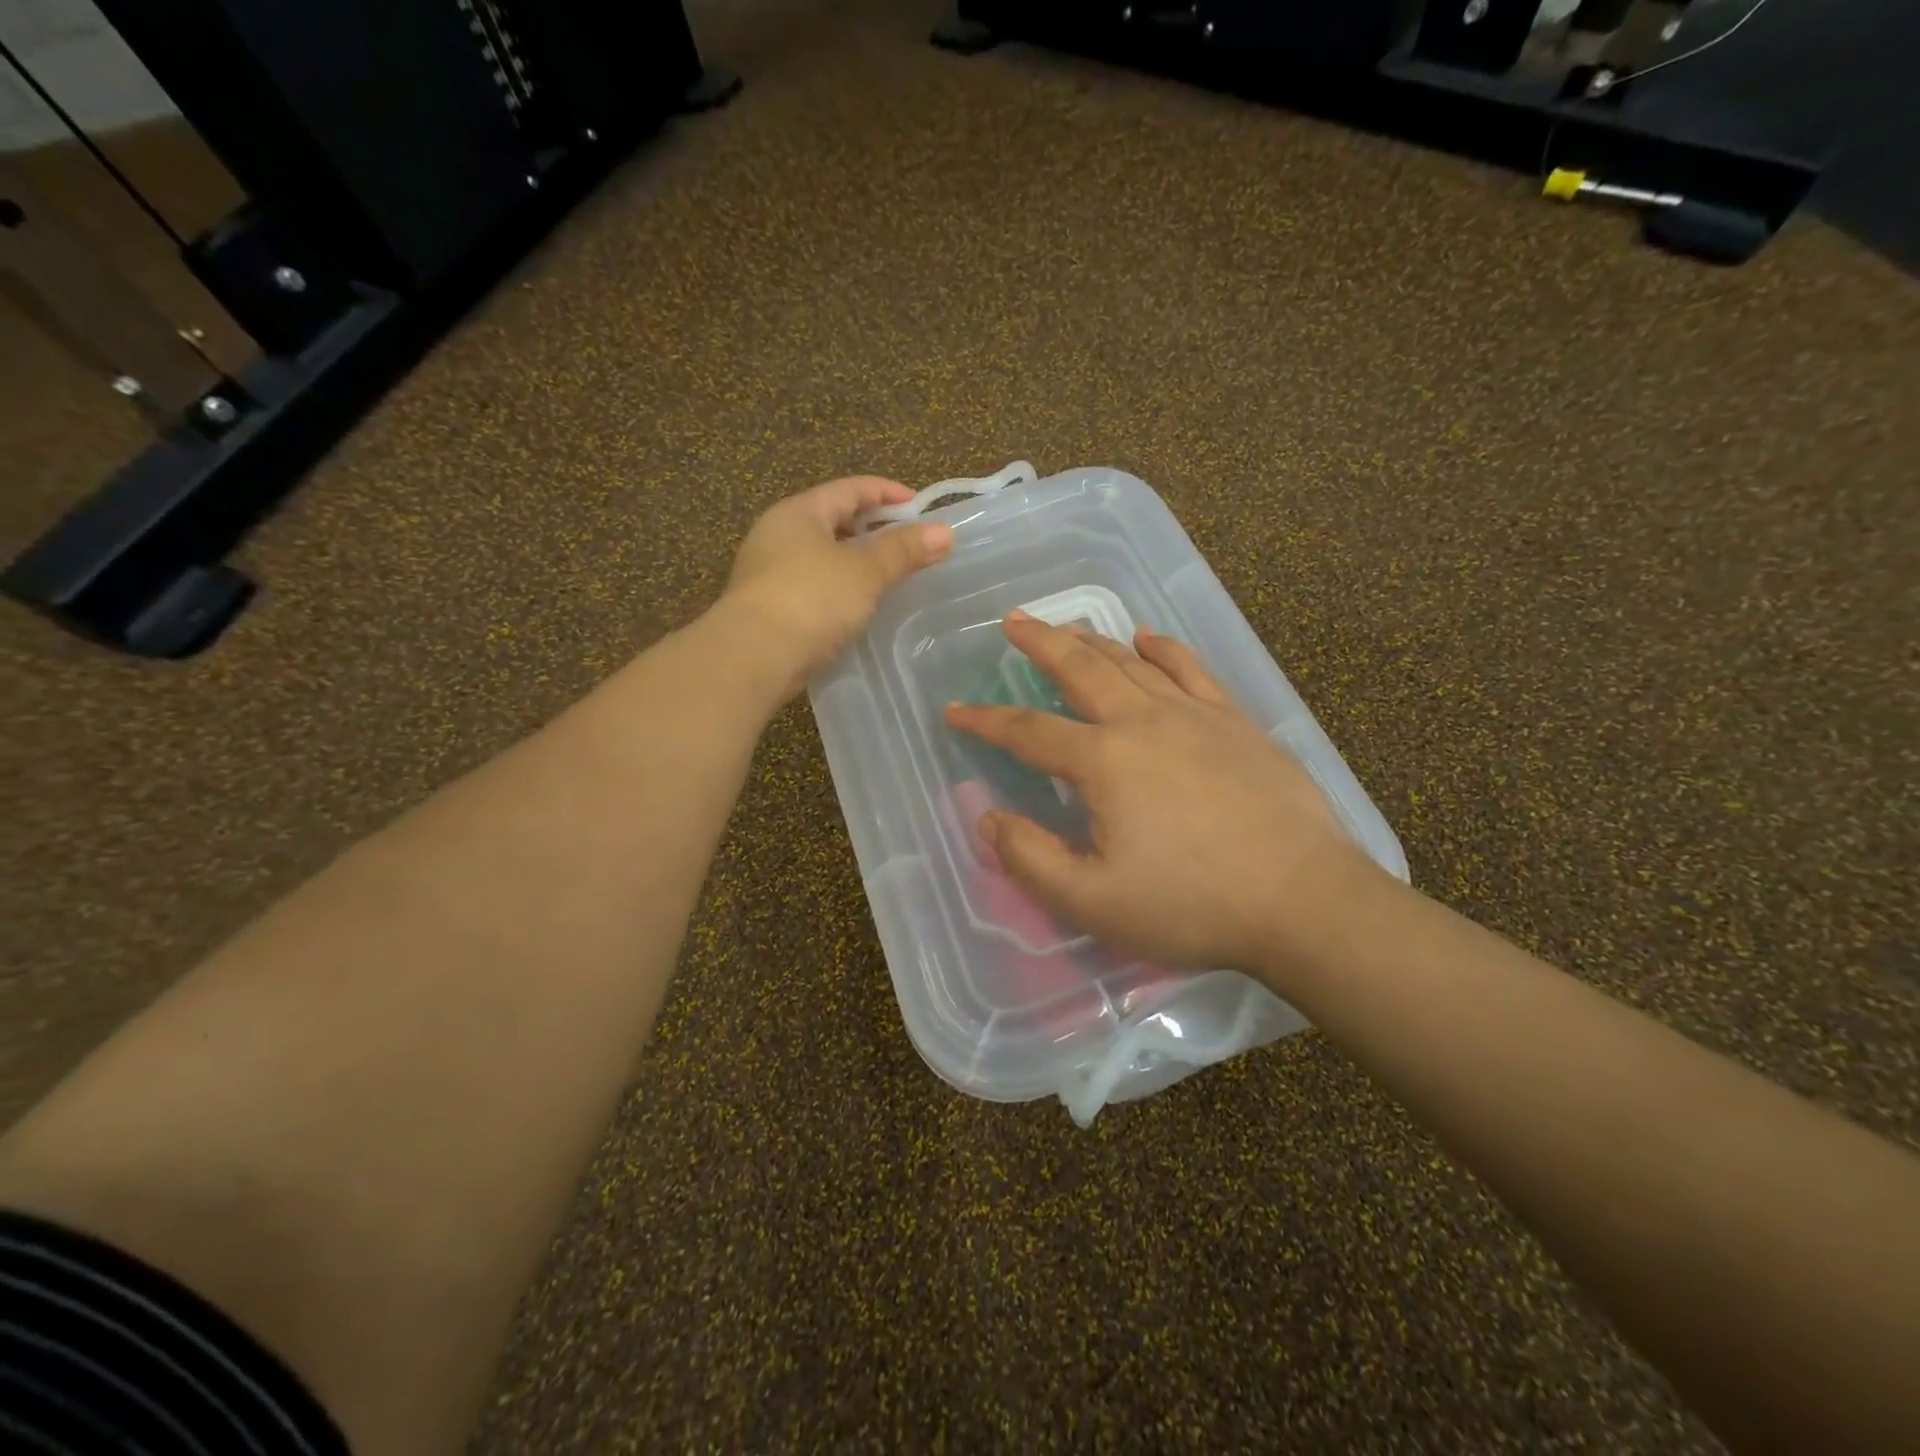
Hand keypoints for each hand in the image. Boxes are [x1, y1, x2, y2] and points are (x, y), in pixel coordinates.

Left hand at [722, 476, 952, 696]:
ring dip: (856, 561)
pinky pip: (814, 586)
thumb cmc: (812, 599)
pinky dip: (840, 588)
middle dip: (873, 529)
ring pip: (822, 555)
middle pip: (834, 520)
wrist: (754, 656)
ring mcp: (769, 572)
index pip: (850, 489)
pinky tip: (859, 607)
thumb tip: (944, 532)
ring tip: (890, 577)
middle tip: (909, 544)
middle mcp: (778, 534)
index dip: (888, 493)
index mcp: (800, 512)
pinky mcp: (769, 607)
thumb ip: (903, 550)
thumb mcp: (865, 571)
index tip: (921, 509)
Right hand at [944, 613, 1372, 977]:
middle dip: (1042, 642)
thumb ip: (1030, 858)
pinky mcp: (1237, 723)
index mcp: (1104, 762)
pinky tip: (1149, 637)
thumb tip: (988, 819)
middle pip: (1081, 668)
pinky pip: (1192, 670)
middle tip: (1014, 621)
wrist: (1303, 901)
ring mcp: (1195, 716)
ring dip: (1094, 641)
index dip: (986, 721)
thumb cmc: (1192, 904)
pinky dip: (1164, 649)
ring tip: (1069, 627)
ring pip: (1132, 663)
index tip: (955, 710)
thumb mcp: (1092, 901)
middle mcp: (1143, 722)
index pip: (1028, 731)